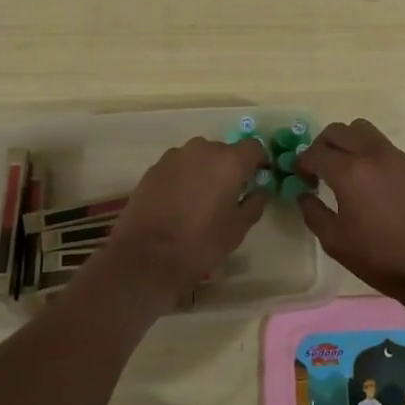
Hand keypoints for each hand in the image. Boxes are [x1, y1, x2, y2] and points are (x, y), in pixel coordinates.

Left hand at [97, 137, 268, 307]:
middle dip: (229, 169)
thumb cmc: (200, 243)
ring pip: (199, 158)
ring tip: (200, 200)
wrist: (146, 256)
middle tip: (228, 195)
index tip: (258, 177)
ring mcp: (174, 156)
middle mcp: (202, 149)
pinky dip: (183, 178)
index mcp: (228, 161)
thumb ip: (253, 205)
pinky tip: (178, 203)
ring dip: (204, 172)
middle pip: (224, 151)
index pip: (253, 147)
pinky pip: (178, 167)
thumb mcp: (237, 230)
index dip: (259, 161)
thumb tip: (258, 192)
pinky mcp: (154, 168)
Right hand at [295, 120, 404, 305]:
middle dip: (323, 145)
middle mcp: (373, 154)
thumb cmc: (380, 258)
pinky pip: (387, 149)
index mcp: (349, 172)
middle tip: (320, 168)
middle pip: (339, 130)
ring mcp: (398, 157)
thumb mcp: (335, 242)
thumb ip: (313, 212)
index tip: (301, 176)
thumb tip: (304, 194)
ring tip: (348, 169)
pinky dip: (373, 157)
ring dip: (349, 142)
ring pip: (365, 131)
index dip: (302, 163)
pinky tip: (377, 186)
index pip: (315, 152)